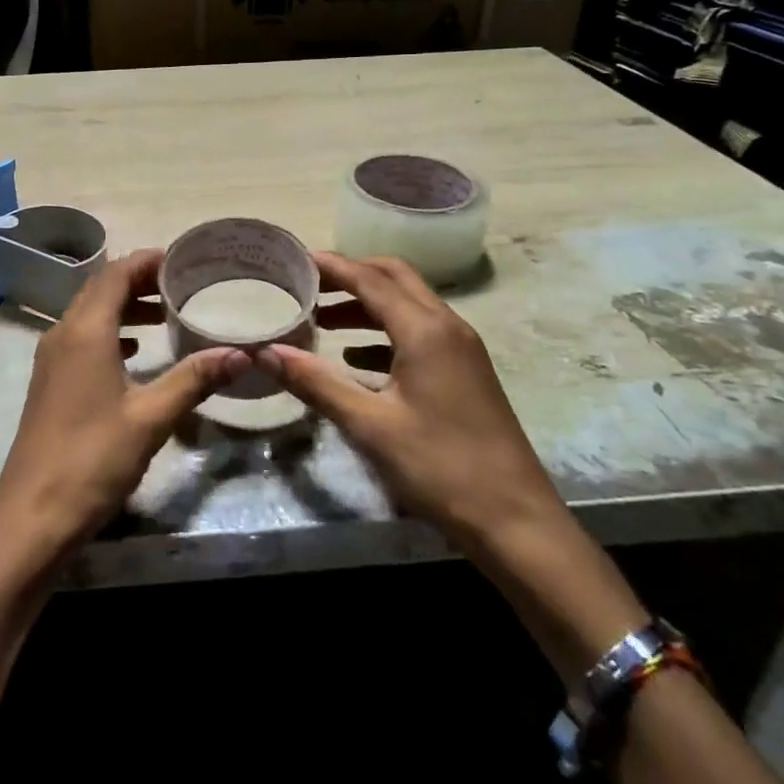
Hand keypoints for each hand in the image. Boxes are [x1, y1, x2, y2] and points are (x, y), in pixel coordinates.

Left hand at [0, 249, 250, 567]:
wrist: (33, 514)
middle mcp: (63, 333)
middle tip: (180, 284)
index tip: (180, 259)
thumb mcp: (151, 417)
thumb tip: (241, 353)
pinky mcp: (50, 381)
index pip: (115, 274)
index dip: (146, 261)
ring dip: (123, 307)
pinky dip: (110, 332)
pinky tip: (134, 352)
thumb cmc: (94, 458)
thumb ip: (194, 379)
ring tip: (164, 315)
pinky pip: (81, 338)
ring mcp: (51, 358)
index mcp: (85, 330)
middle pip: (100, 288)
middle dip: (138, 280)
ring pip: (89, 313)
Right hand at [255, 252, 563, 546]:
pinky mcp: (466, 372)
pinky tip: (356, 357)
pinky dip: (384, 331)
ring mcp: (462, 349)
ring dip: (367, 304)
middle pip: (394, 278)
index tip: (294, 259)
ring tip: (323, 320)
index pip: (369, 279)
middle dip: (351, 275)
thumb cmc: (440, 468)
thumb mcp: (369, 425)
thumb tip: (265, 352)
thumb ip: (316, 382)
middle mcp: (447, 327)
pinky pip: (419, 332)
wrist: (518, 524)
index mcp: (425, 330)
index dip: (331, 266)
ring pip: (408, 305)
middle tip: (309, 284)